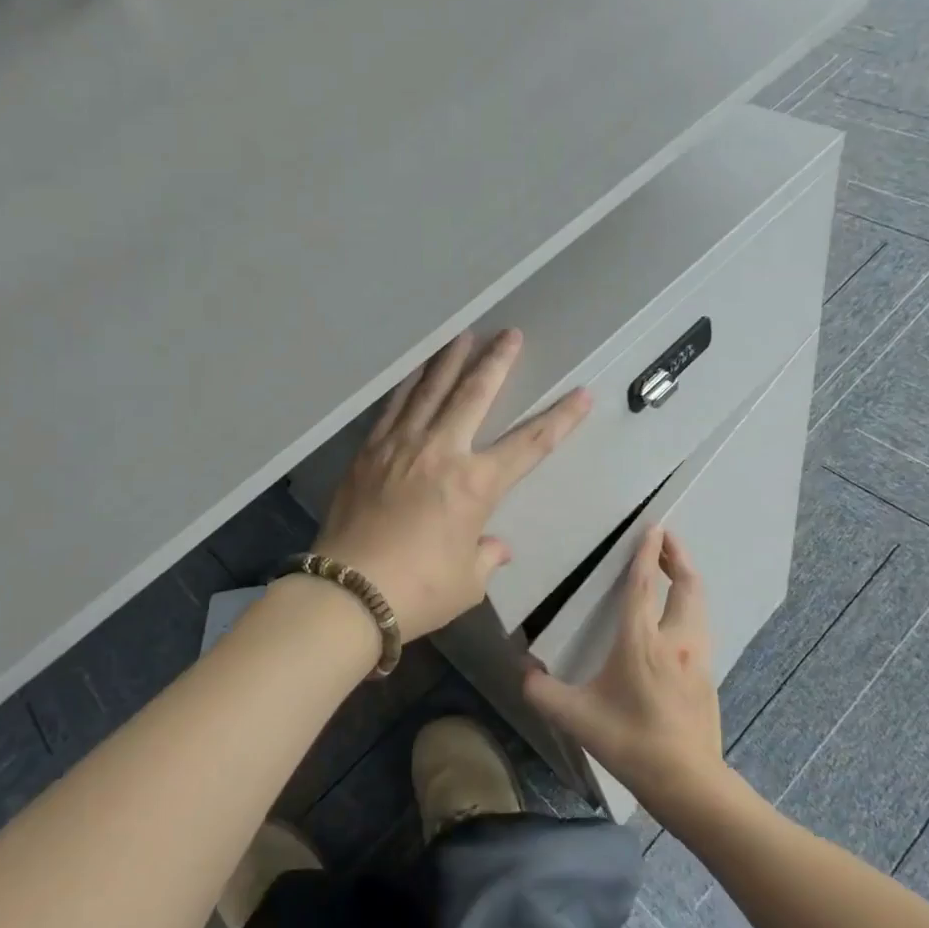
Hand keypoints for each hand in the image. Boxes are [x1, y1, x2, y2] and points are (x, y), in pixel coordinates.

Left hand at [316, 330, 590, 639]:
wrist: (348, 593)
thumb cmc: (418, 591)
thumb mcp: (466, 582)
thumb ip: (485, 557)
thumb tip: (495, 547)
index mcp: (476, 485)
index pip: (530, 444)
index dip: (559, 418)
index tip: (580, 394)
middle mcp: (442, 452)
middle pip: (474, 395)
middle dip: (496, 361)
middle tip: (509, 334)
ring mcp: (401, 446)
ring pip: (431, 390)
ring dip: (450, 361)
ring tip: (463, 335)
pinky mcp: (369, 452)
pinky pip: (394, 408)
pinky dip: (408, 385)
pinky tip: (415, 372)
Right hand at [524, 527, 727, 815]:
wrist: (688, 782)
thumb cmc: (631, 743)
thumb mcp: (577, 718)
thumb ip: (543, 693)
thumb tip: (523, 672)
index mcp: (642, 642)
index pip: (644, 585)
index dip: (647, 553)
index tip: (653, 527)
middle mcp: (675, 640)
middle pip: (685, 585)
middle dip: (678, 556)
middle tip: (667, 538)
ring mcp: (697, 657)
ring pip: (699, 603)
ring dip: (688, 579)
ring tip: (674, 568)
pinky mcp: (708, 674)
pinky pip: (701, 625)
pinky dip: (692, 605)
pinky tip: (681, 615)